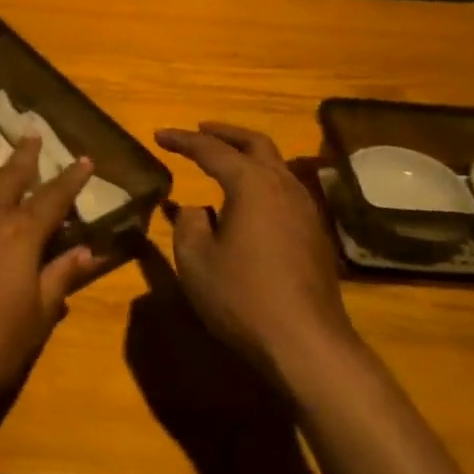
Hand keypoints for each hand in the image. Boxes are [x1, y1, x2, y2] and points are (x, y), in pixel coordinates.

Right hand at [154, 123, 355, 388]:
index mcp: (251, 184)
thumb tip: (198, 209)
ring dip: (247, 156)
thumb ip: (189, 224)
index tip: (159, 135)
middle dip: (225, 133)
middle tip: (200, 130)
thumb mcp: (196, 260)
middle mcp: (283, 186)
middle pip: (255, 144)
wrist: (307, 343)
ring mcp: (305, 210)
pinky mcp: (314, 234)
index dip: (182, 140)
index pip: (212, 150)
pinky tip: (246, 202)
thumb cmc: (243, 297)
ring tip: (222, 162)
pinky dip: (260, 181)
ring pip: (275, 165)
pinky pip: (284, 189)